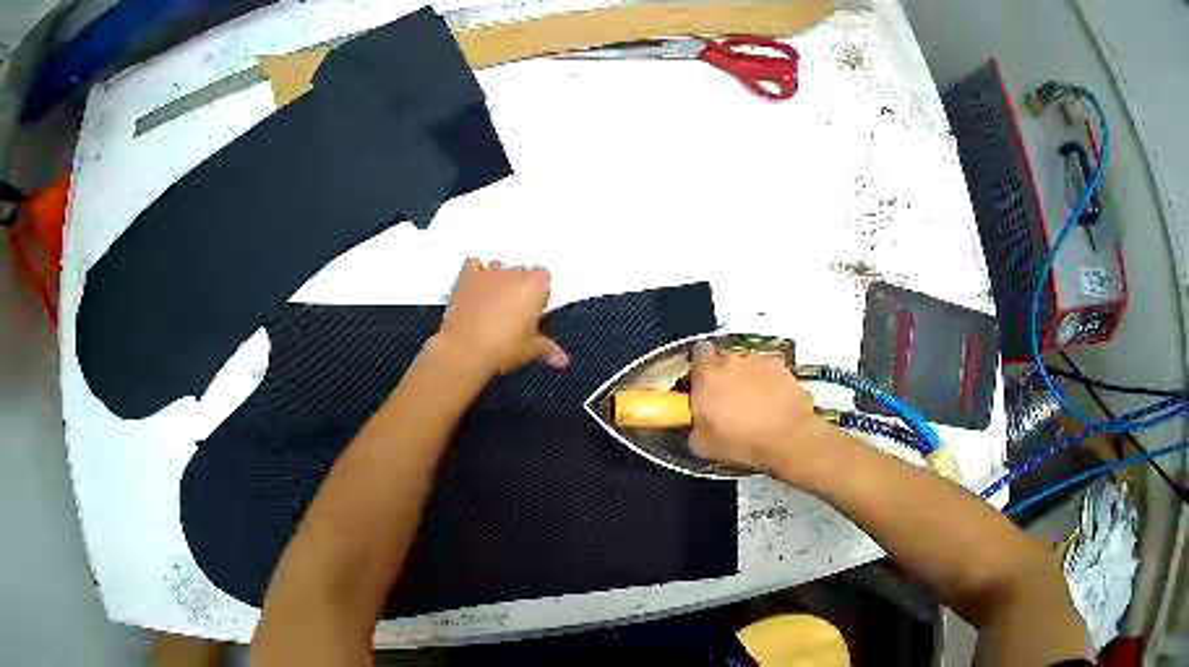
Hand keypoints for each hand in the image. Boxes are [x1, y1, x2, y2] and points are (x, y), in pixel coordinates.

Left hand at [436, 259, 568, 375]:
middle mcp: (513, 274)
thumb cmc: (498, 346)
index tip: (536, 313)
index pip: (545, 278)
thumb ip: (548, 349)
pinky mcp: (468, 279)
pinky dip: (476, 273)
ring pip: (499, 268)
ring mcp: (489, 274)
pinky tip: (478, 287)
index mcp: (535, 285)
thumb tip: (557, 356)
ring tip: (496, 308)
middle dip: (521, 290)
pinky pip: (474, 266)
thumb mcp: (531, 350)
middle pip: (523, 273)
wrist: (465, 350)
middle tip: (518, 317)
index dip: (541, 295)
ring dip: (500, 282)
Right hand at [689, 343, 824, 471]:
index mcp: (707, 375)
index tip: (699, 386)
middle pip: (722, 361)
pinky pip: (767, 372)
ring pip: (746, 366)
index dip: (698, 372)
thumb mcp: (702, 445)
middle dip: (723, 378)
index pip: (696, 357)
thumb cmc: (745, 440)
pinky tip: (769, 406)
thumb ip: (693, 427)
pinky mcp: (780, 367)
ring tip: (750, 408)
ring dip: (745, 381)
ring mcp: (757, 362)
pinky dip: (767, 384)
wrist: (787, 438)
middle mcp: (731, 361)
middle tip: (725, 403)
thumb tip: (695, 427)